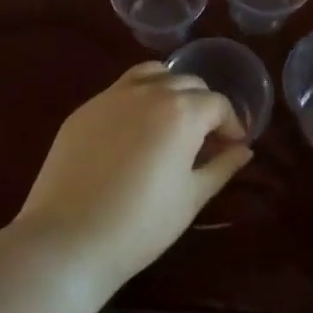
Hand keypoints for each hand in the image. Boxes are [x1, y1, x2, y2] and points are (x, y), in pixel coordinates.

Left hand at [15, 63, 251, 289]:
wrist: (69, 238)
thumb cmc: (141, 224)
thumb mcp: (192, 197)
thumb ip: (222, 166)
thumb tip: (243, 150)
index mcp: (181, 111)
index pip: (217, 103)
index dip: (231, 123)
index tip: (232, 146)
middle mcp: (149, 91)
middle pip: (187, 82)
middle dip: (203, 105)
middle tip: (204, 138)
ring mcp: (112, 95)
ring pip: (153, 74)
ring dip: (170, 89)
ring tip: (170, 120)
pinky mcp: (85, 108)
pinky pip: (121, 90)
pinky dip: (138, 98)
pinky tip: (134, 131)